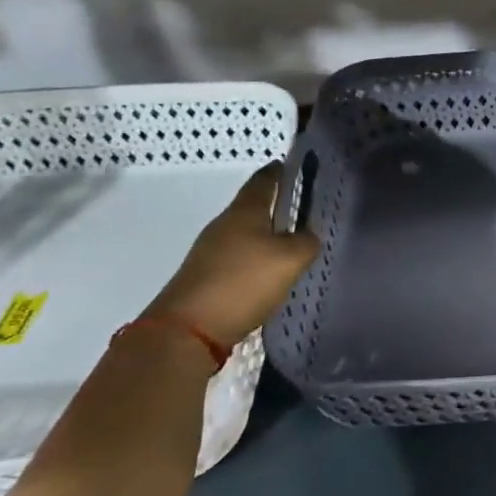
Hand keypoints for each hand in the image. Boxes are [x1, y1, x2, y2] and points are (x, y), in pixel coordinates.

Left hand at [146, 163, 318, 347]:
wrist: (188, 330)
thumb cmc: (243, 282)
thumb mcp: (290, 259)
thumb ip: (307, 241)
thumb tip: (308, 235)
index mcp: (244, 212)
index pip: (263, 180)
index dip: (279, 171)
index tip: (294, 165)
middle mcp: (224, 225)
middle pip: (253, 207)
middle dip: (277, 205)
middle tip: (305, 209)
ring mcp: (210, 251)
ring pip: (246, 233)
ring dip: (267, 234)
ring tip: (293, 242)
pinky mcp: (207, 276)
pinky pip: (239, 257)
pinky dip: (256, 258)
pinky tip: (271, 271)